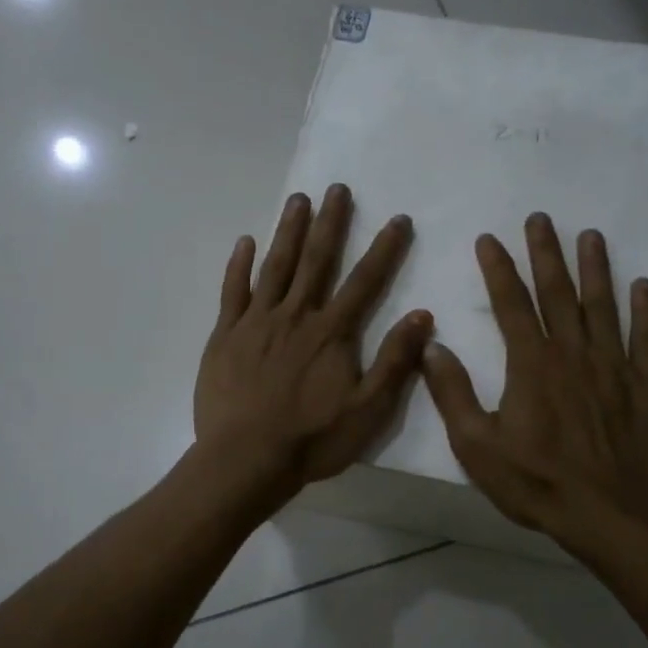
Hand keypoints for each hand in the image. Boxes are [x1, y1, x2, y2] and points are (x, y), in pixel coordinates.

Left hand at [194, 184, 432, 506]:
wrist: (246, 459)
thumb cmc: (312, 440)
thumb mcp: (368, 410)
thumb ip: (394, 361)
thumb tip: (423, 315)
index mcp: (332, 334)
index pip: (364, 282)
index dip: (384, 249)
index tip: (398, 218)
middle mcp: (295, 316)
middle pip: (316, 262)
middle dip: (330, 224)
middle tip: (336, 188)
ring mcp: (256, 323)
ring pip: (275, 267)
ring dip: (288, 231)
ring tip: (298, 199)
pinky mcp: (225, 336)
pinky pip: (232, 292)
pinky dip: (239, 265)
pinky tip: (245, 242)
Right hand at [421, 213, 647, 557]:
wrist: (612, 517)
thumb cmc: (538, 484)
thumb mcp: (477, 447)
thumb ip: (453, 394)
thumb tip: (433, 346)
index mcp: (532, 366)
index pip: (511, 305)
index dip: (499, 269)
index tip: (490, 239)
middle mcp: (574, 354)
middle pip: (558, 293)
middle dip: (546, 253)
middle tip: (541, 218)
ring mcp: (616, 366)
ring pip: (604, 306)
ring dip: (595, 268)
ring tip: (590, 236)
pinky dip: (645, 309)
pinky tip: (642, 285)